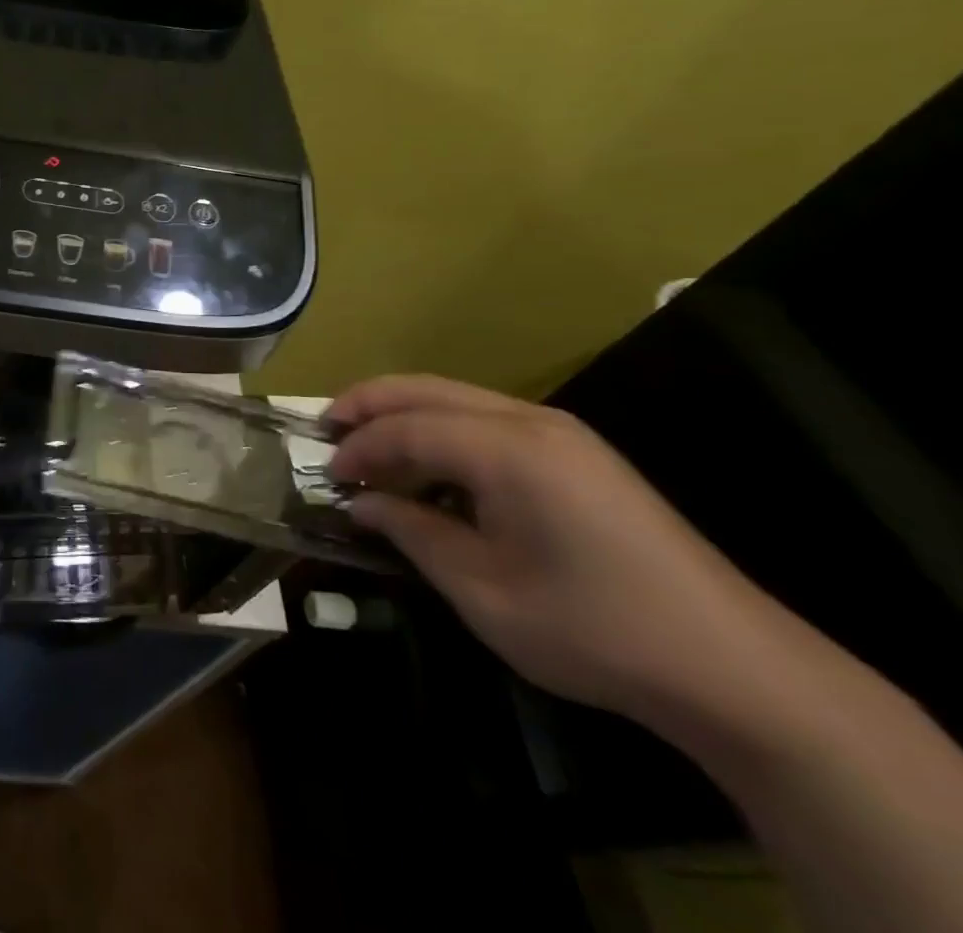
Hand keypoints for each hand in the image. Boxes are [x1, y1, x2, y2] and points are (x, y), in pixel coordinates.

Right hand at [328, 375, 778, 721]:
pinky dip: (443, 432)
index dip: (358, 447)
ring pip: (457, 399)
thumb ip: (413, 533)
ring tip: (367, 446)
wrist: (734, 669)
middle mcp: (531, 421)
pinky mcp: (578, 454)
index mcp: (508, 448)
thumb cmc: (593, 629)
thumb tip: (362, 503)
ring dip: (405, 415)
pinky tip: (429, 468)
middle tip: (326, 428)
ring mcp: (561, 433)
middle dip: (369, 403)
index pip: (407, 428)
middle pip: (426, 390)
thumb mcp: (484, 590)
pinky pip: (488, 421)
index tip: (326, 475)